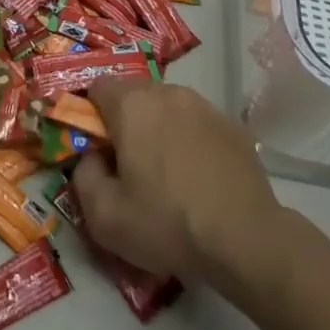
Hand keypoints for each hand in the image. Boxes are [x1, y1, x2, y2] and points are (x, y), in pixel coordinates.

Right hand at [73, 78, 284, 286]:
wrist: (247, 242)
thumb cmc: (167, 224)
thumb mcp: (103, 216)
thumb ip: (83, 175)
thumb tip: (92, 157)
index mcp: (132, 104)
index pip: (97, 87)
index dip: (90, 116)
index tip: (98, 150)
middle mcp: (168, 93)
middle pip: (133, 95)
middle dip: (125, 123)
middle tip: (130, 166)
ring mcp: (205, 106)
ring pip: (167, 108)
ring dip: (159, 129)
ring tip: (167, 173)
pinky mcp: (233, 126)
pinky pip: (197, 124)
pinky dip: (190, 141)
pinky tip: (198, 178)